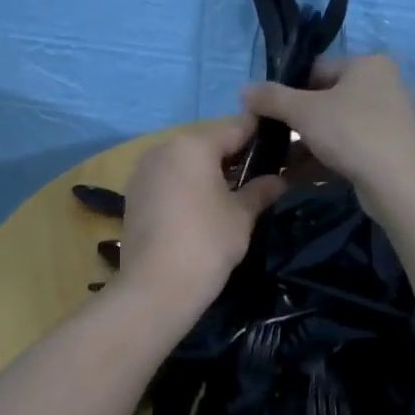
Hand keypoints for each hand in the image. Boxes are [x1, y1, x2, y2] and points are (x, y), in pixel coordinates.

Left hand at [115, 114, 285, 321]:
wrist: (155, 287)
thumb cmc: (207, 243)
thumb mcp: (242, 215)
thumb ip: (260, 190)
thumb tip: (279, 180)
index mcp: (193, 145)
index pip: (236, 127)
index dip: (260, 134)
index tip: (280, 143)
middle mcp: (163, 148)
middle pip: (207, 143)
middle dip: (233, 155)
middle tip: (259, 174)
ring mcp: (143, 171)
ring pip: (185, 161)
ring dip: (208, 171)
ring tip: (232, 193)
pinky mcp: (133, 194)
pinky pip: (168, 179)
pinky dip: (186, 185)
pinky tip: (202, 208)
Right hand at [241, 55, 414, 215]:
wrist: (400, 183)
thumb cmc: (352, 132)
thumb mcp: (304, 112)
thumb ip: (271, 98)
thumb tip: (243, 90)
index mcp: (366, 65)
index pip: (316, 69)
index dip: (286, 90)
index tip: (264, 112)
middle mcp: (381, 86)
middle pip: (325, 99)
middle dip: (295, 122)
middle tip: (269, 139)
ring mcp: (387, 119)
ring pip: (335, 127)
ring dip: (305, 144)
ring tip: (277, 161)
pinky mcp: (388, 150)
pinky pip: (347, 148)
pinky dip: (323, 159)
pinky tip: (296, 176)